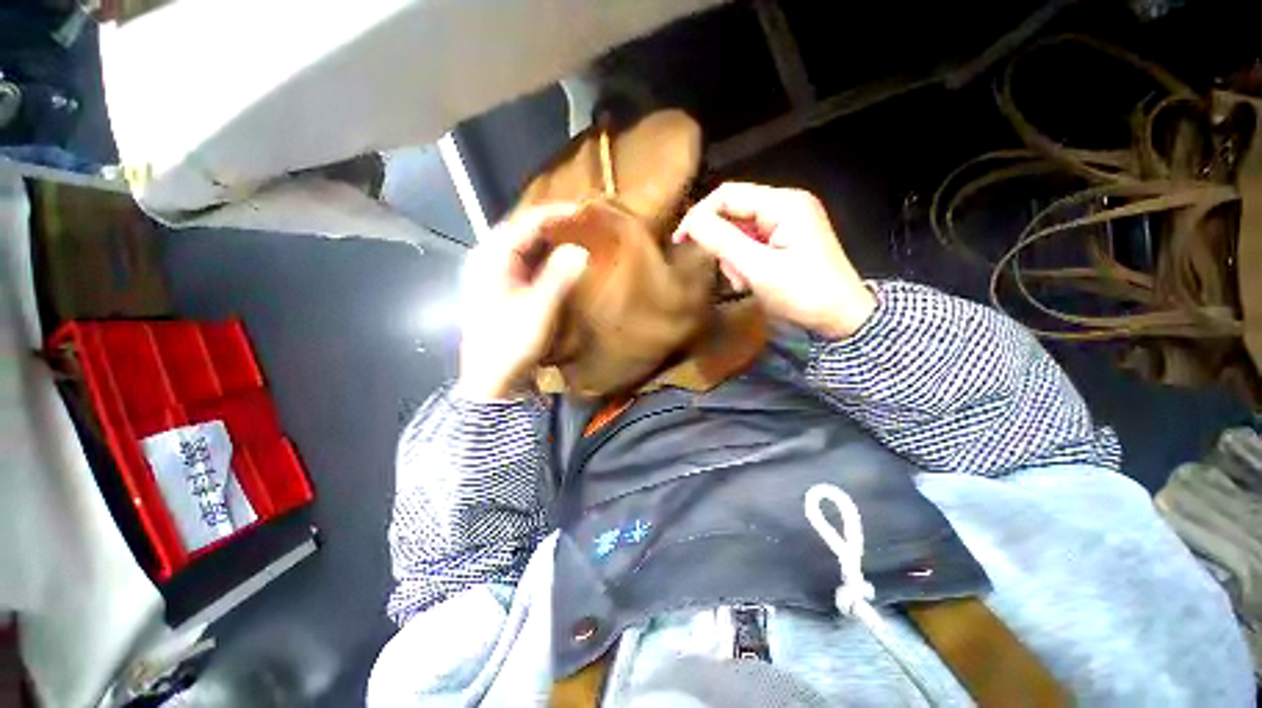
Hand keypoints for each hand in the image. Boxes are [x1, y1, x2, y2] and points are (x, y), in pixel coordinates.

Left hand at [455, 206, 589, 399]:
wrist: (491, 377)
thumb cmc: (511, 343)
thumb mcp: (538, 310)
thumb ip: (559, 278)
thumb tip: (580, 251)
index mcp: (491, 258)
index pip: (526, 223)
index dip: (555, 214)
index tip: (582, 211)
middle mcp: (487, 259)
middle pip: (521, 229)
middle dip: (551, 223)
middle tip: (580, 222)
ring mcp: (491, 273)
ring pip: (521, 244)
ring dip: (546, 239)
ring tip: (572, 235)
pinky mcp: (498, 286)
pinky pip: (522, 260)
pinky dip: (541, 256)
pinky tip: (556, 260)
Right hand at [674, 182, 875, 338]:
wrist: (842, 319)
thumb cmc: (803, 294)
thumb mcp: (758, 269)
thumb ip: (722, 242)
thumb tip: (691, 223)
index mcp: (784, 203)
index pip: (727, 195)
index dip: (699, 215)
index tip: (680, 241)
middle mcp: (786, 205)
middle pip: (734, 212)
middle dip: (722, 244)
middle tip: (728, 273)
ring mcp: (788, 222)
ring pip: (740, 230)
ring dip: (733, 257)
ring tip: (744, 283)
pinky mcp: (787, 239)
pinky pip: (752, 243)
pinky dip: (744, 262)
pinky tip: (751, 281)